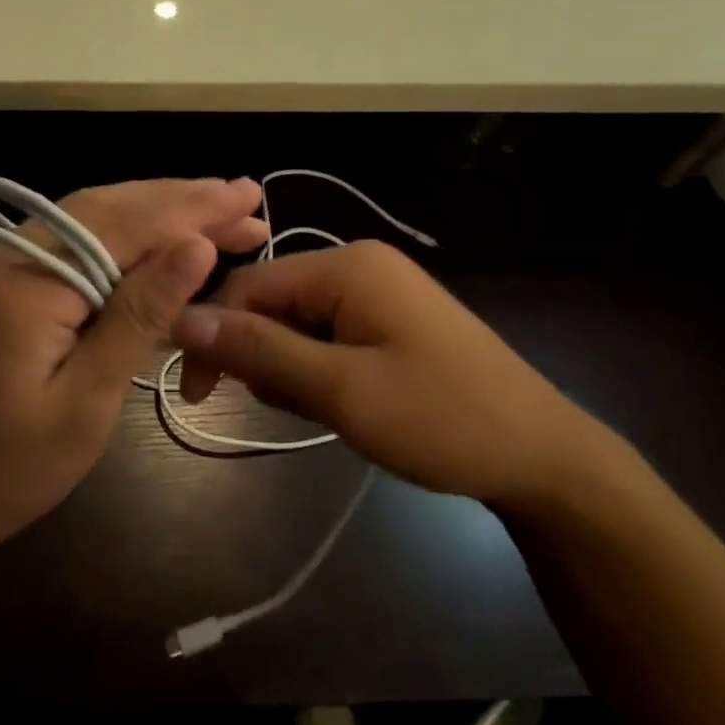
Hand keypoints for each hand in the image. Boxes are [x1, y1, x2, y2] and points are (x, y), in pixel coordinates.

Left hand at [0, 178, 269, 558]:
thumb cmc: (9, 468)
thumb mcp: (87, 401)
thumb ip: (140, 315)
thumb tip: (197, 245)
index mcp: (25, 280)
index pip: (124, 225)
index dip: (192, 210)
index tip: (249, 198)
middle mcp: (6, 253)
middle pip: (106, 208)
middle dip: (179, 201)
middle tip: (244, 199)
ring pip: (87, 217)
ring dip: (152, 211)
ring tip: (214, 210)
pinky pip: (69, 241)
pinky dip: (119, 234)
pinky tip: (154, 237)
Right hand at [172, 241, 607, 512]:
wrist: (544, 458)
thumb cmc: (441, 419)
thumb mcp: (340, 389)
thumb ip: (258, 350)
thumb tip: (181, 318)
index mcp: (346, 266)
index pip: (248, 285)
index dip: (213, 334)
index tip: (199, 395)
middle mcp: (358, 266)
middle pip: (272, 303)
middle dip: (265, 358)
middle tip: (295, 408)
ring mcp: (378, 293)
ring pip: (296, 325)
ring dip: (293, 371)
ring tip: (330, 411)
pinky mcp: (389, 322)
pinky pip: (327, 338)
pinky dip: (320, 372)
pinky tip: (346, 404)